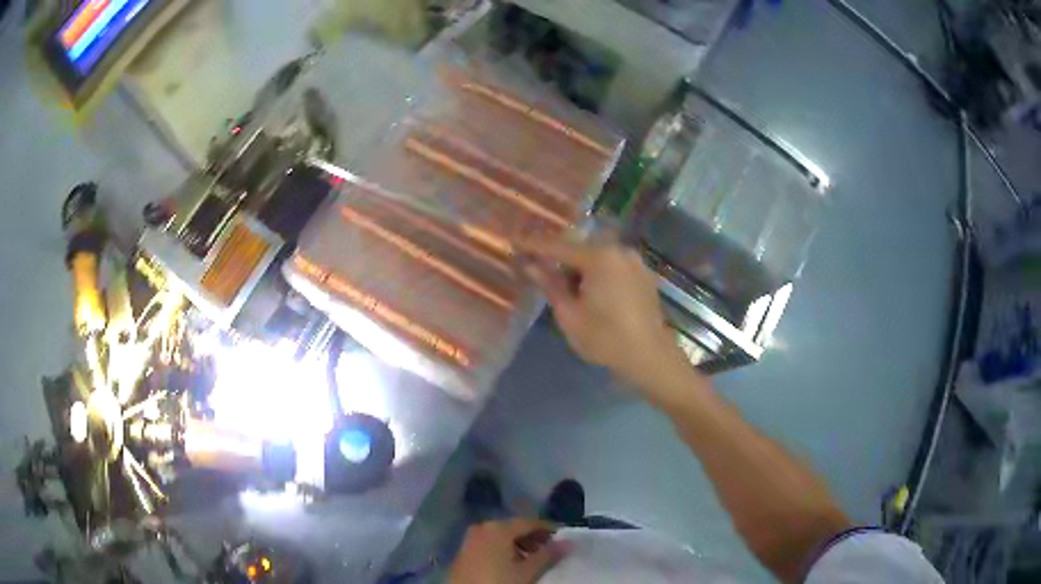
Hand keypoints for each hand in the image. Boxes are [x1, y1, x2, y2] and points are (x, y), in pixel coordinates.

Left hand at [449, 519, 562, 583]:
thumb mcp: (528, 571)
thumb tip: (567, 542)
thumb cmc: (499, 581)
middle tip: (548, 551)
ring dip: (518, 545)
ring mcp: (470, 538)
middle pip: (514, 528)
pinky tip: (510, 564)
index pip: (530, 522)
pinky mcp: (463, 551)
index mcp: (498, 527)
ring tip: (530, 561)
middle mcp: (482, 527)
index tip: (562, 538)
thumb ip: (548, 555)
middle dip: (532, 538)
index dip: (548, 529)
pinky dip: (502, 549)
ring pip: (500, 536)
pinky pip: (488, 544)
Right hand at [519, 239, 684, 388]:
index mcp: (600, 257)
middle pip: (580, 248)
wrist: (650, 357)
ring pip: (597, 256)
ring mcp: (635, 261)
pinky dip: (598, 272)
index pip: (558, 246)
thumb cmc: (606, 339)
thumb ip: (550, 285)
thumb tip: (531, 265)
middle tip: (539, 269)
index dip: (533, 245)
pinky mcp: (643, 274)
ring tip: (566, 286)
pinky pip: (613, 265)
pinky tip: (590, 291)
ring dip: (579, 266)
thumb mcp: (570, 315)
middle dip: (559, 258)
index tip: (513, 241)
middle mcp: (619, 251)